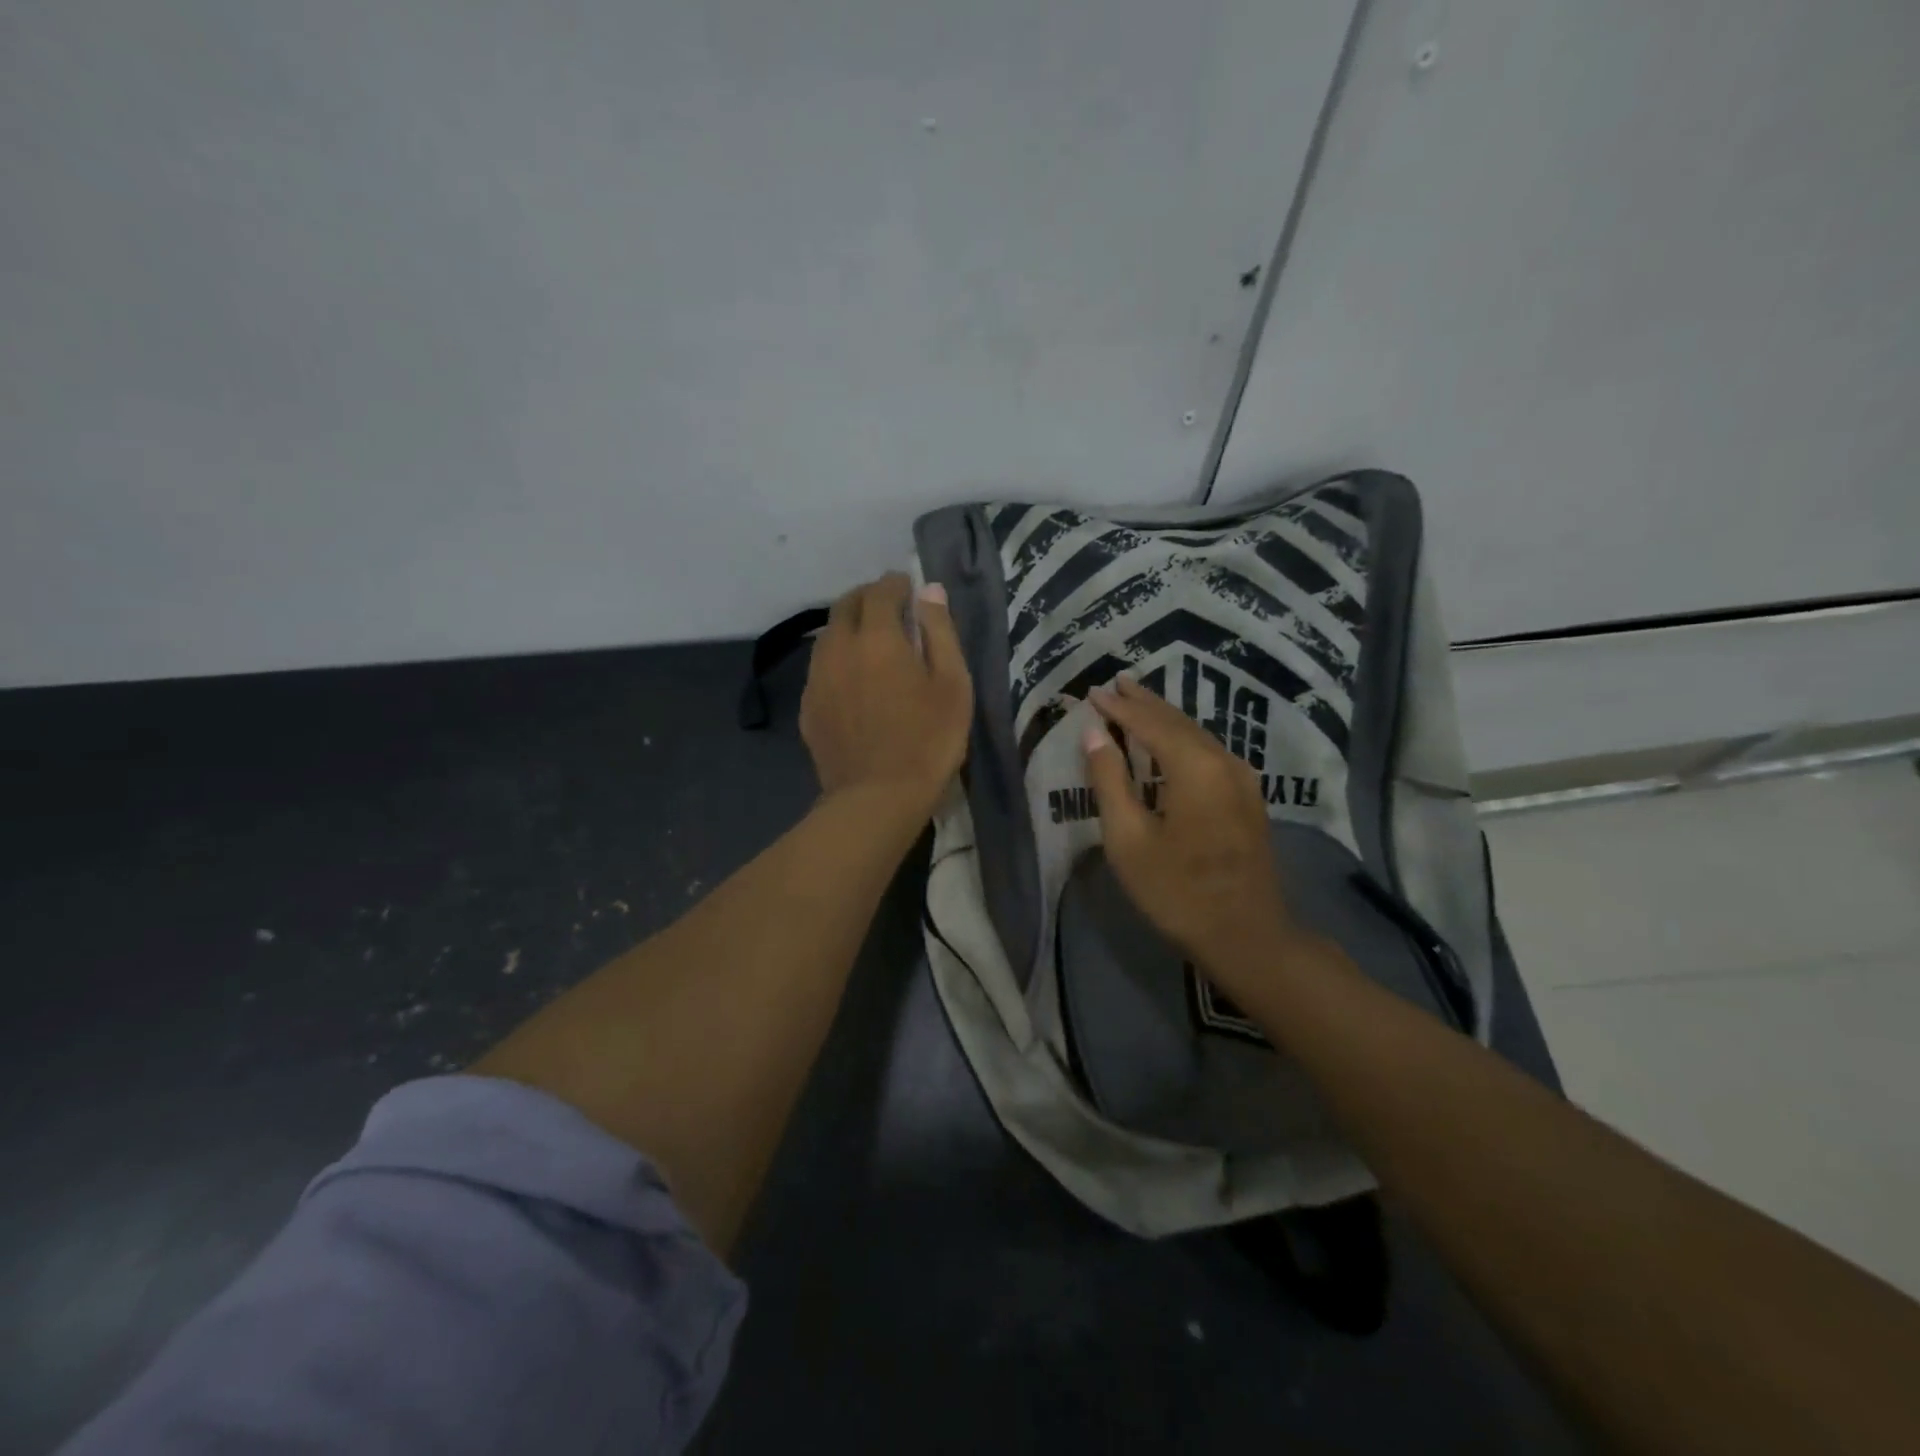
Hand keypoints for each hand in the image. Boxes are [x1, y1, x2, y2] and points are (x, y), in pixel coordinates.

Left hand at [800, 573, 972, 813]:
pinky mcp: (808, 708)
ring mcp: (817, 679)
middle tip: (890, 609)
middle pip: (845, 606)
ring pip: (828, 636)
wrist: (877, 798)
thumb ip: (940, 631)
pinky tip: (853, 680)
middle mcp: (838, 648)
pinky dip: (838, 660)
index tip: (909, 588)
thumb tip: (928, 590)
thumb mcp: (952, 684)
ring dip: (849, 627)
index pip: (880, 591)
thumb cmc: (928, 740)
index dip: (896, 584)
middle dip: (867, 598)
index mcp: (876, 637)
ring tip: (870, 642)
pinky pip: (821, 668)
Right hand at [1082, 675, 1317, 992]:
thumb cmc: (1176, 891)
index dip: (1118, 707)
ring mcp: (1242, 779)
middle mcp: (1224, 761)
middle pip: (1178, 721)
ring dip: (1164, 718)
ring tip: (1136, 702)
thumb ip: (1109, 780)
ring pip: (1197, 735)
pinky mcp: (1248, 798)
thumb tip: (1094, 733)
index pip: (1149, 722)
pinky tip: (1170, 742)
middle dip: (1144, 702)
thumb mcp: (1128, 839)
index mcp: (1194, 767)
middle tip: (1116, 683)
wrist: (1247, 936)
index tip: (1092, 692)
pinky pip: (1209, 752)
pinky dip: (1182, 739)